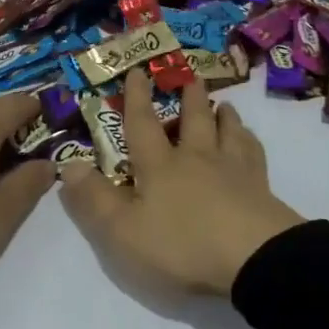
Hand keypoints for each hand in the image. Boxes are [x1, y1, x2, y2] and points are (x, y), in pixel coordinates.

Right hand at [61, 68, 305, 296]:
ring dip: (223, 115)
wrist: (254, 258)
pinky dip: (251, 141)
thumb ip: (94, 200)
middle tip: (189, 75)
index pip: (143, 125)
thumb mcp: (123, 232)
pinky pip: (255, 154)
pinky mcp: (261, 188)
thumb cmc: (182, 245)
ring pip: (228, 131)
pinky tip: (251, 140)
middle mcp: (196, 158)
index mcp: (160, 166)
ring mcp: (233, 170)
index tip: (138, 70)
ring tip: (224, 103)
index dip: (136, 98)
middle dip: (188, 96)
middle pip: (193, 119)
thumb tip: (67, 165)